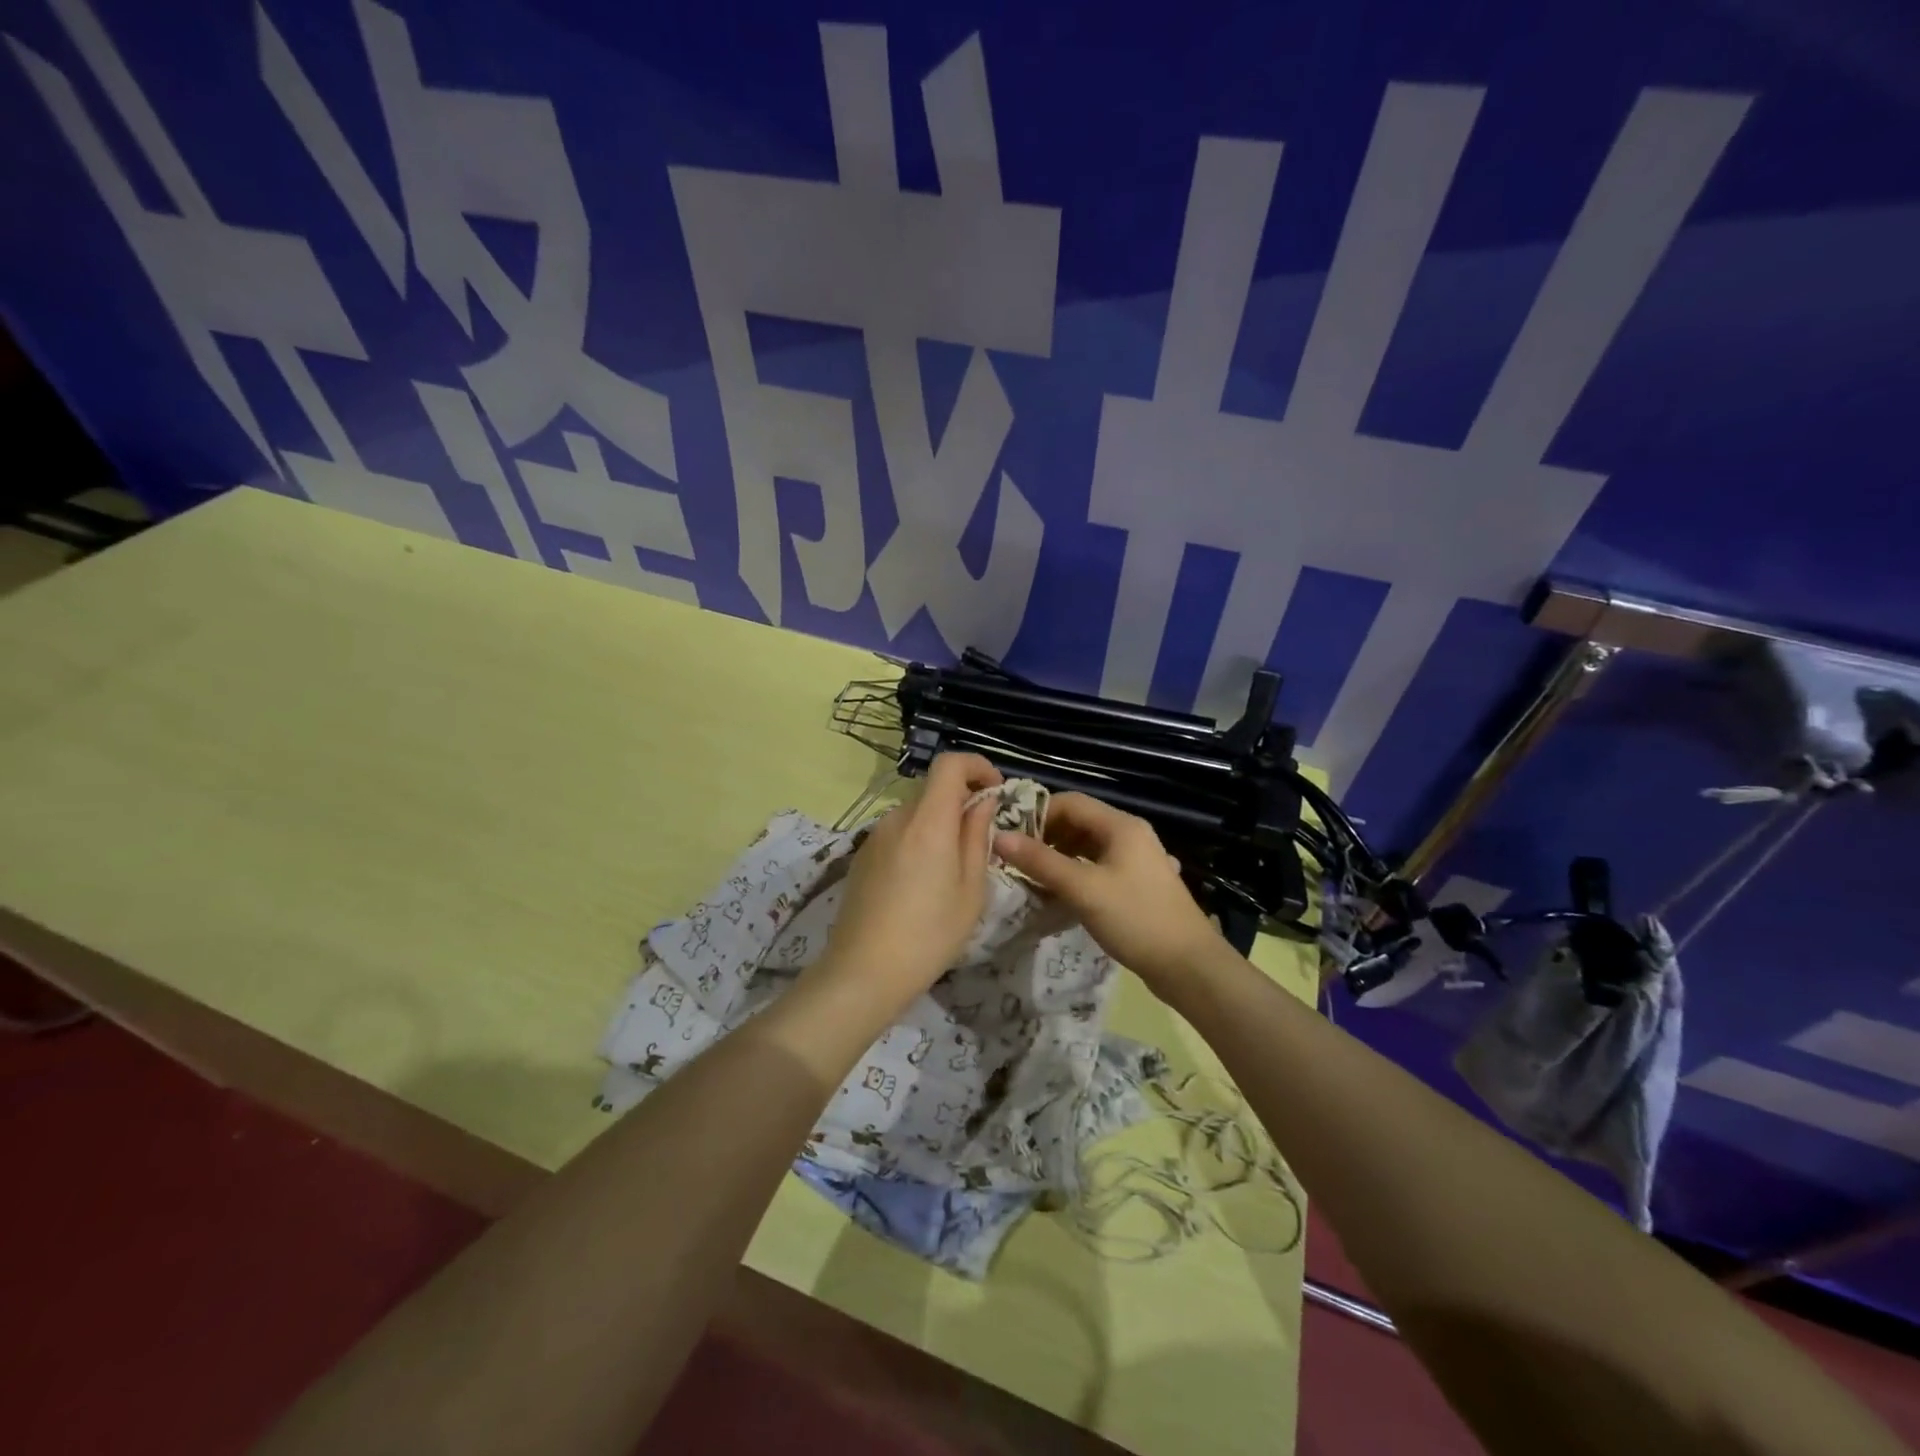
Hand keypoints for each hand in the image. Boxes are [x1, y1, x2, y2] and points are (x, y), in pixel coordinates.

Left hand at [815, 753, 1002, 1010]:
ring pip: (916, 813)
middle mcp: (897, 818)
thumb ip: (978, 837)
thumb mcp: (971, 890)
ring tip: (954, 868)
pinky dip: (919, 840)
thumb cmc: (930, 934)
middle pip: (933, 789)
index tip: (996, 791)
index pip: (950, 764)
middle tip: (983, 839)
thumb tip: (983, 802)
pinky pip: (899, 833)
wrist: (863, 972)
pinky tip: (922, 883)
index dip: (977, 766)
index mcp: (928, 821)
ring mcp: (875, 836)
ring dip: (940, 824)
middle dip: (962, 801)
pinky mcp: (862, 856)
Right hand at [994, 792, 1223, 991]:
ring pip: (1087, 847)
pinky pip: (1098, 867)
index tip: (1010, 837)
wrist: (1189, 966)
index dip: (1037, 814)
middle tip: (1017, 860)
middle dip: (1045, 837)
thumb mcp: (1083, 889)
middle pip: (1079, 822)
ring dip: (1059, 857)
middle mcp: (1130, 834)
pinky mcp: (1137, 884)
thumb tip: (999, 837)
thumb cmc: (1135, 919)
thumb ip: (1040, 862)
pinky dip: (1076, 873)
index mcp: (1121, 825)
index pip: (1070, 802)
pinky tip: (1060, 894)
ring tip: (1032, 878)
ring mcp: (1136, 860)